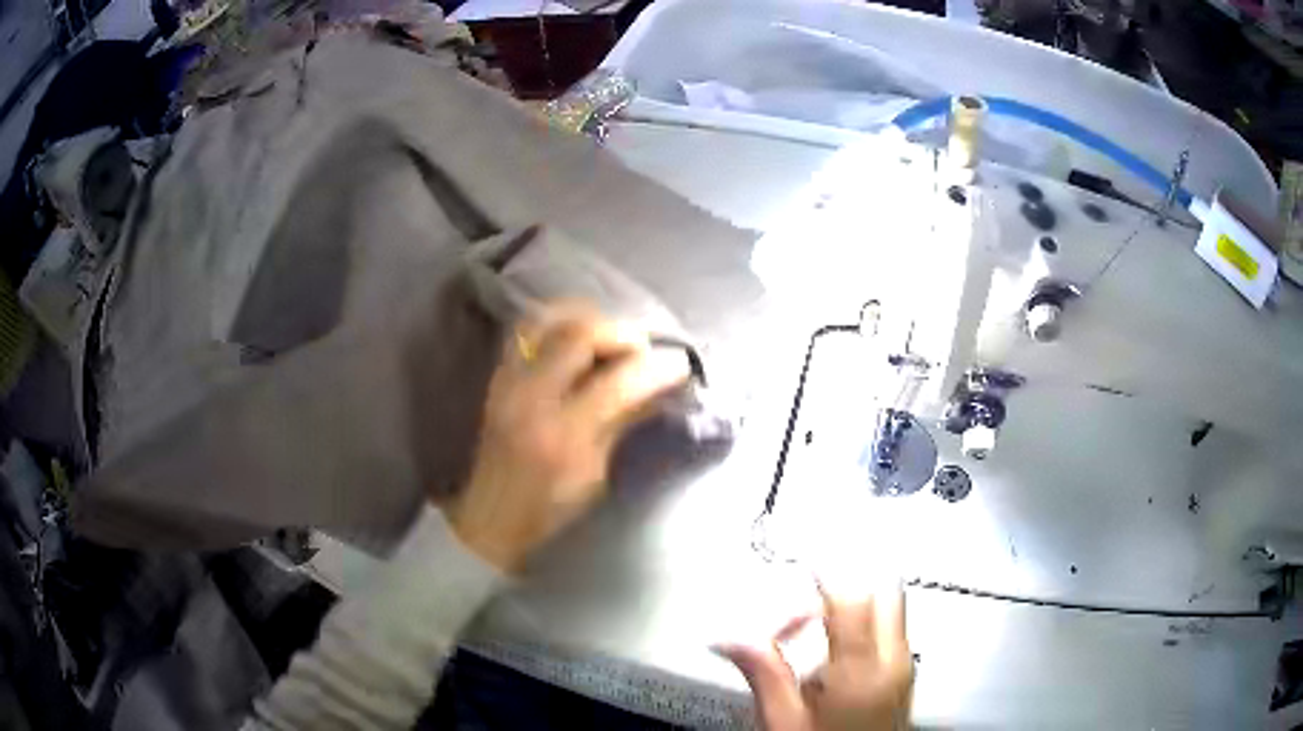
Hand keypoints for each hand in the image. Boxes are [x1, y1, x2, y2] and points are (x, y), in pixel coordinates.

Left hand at [447, 302, 690, 571]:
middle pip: (579, 334)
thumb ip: (624, 422)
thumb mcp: (596, 475)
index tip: (680, 364)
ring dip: (588, 319)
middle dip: (621, 332)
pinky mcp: (497, 377)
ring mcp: (508, 381)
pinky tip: (579, 336)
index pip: (618, 382)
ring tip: (612, 336)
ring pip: (548, 320)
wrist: (490, 517)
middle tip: (644, 348)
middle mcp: (531, 397)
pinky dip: (559, 322)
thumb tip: (659, 387)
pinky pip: (527, 330)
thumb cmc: (549, 510)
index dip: (656, 367)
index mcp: (562, 434)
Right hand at [714, 583, 913, 730]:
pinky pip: (892, 629)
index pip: (852, 601)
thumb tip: (728, 638)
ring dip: (856, 604)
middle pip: (883, 592)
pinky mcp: (907, 674)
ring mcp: (906, 665)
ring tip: (815, 629)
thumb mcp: (782, 721)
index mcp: (859, 672)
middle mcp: (892, 660)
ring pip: (891, 607)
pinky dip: (867, 623)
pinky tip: (835, 651)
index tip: (803, 561)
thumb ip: (763, 674)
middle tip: (809, 598)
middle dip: (847, 583)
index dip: (829, 574)